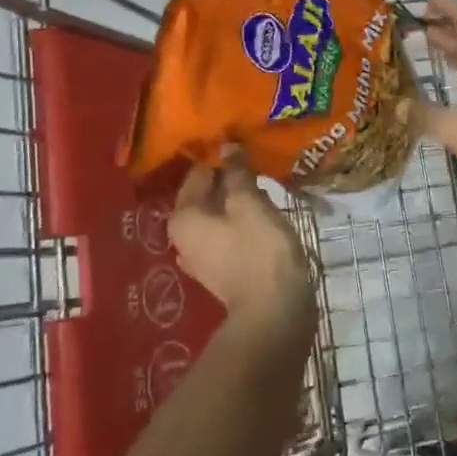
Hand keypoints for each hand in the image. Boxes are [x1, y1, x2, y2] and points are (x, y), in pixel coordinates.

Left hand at [169, 154, 312, 329]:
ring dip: (237, 201)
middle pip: (206, 195)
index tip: (245, 144)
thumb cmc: (260, 250)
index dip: (222, 156)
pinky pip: (227, 235)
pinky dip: (241, 223)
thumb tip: (228, 147)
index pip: (198, 172)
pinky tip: (262, 216)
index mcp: (183, 216)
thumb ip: (237, 173)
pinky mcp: (220, 270)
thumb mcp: (250, 203)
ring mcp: (200, 257)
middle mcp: (183, 236)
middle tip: (258, 164)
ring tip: (265, 187)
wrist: (273, 311)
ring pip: (218, 216)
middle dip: (230, 179)